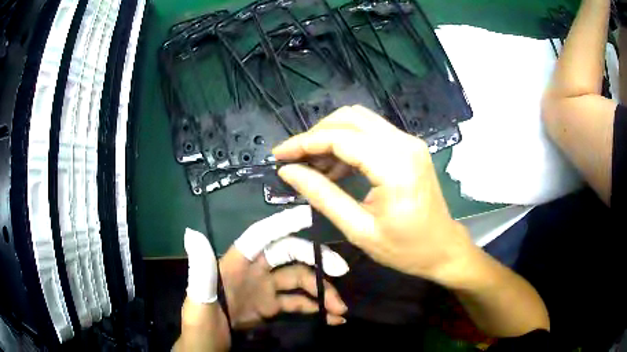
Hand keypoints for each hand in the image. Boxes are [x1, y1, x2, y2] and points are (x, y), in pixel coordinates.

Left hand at [180, 206, 348, 350]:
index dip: (282, 224)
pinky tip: (332, 318)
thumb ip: (200, 272)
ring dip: (322, 291)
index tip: (308, 216)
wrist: (208, 348)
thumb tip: (192, 234)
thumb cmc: (200, 325)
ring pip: (300, 281)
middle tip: (341, 271)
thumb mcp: (198, 301)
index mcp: (235, 264)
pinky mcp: (271, 307)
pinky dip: (316, 308)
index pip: (260, 237)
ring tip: (340, 310)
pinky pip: (299, 303)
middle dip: (316, 260)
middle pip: (289, 256)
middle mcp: (253, 271)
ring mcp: (265, 290)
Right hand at [273, 106, 473, 285]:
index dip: (304, 143)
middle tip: (295, 160)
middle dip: (316, 134)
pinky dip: (347, 143)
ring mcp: (409, 142)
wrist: (442, 248)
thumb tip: (288, 172)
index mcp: (394, 165)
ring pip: (359, 121)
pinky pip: (371, 133)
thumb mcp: (359, 229)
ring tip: (312, 166)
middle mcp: (404, 143)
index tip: (279, 155)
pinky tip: (335, 168)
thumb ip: (322, 196)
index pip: (340, 138)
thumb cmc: (405, 248)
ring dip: (331, 137)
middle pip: (349, 118)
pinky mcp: (409, 147)